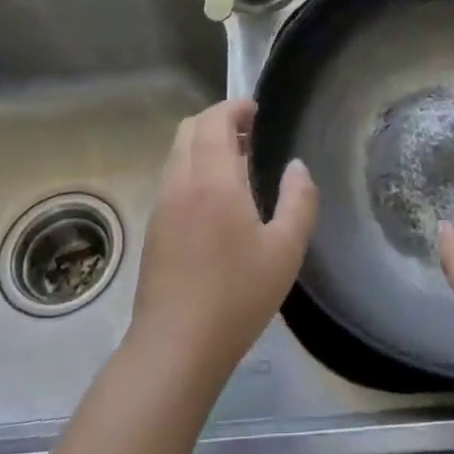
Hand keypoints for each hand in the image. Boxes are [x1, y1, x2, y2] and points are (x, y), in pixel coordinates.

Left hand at [129, 100, 318, 391]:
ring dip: (203, 142)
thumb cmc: (237, 296)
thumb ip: (299, 200)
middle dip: (217, 119)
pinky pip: (172, 176)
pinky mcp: (154, 226)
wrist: (175, 346)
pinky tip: (215, 196)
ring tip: (236, 161)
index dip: (234, 107)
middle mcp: (181, 182)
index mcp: (214, 180)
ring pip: (177, 152)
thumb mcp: (286, 250)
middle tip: (249, 132)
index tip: (257, 111)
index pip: (214, 122)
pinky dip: (192, 165)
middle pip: (189, 128)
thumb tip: (297, 166)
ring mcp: (162, 204)